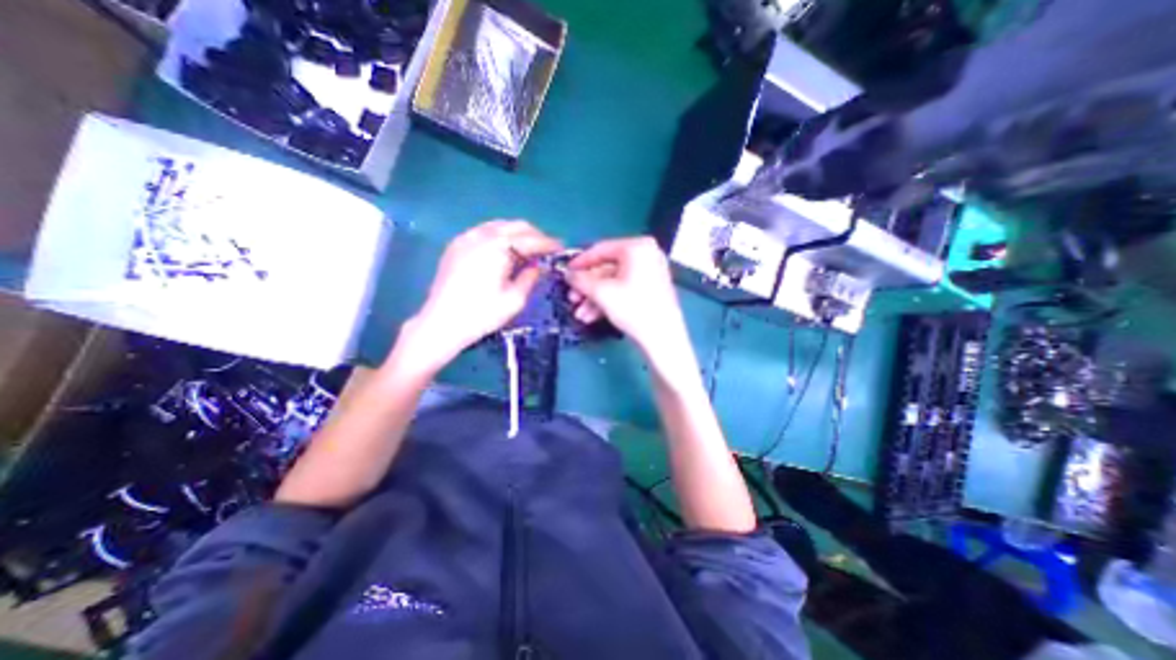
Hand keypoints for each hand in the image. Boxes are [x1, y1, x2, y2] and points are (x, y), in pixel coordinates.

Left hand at [406, 223, 560, 373]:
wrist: (441, 323)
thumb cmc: (481, 314)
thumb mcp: (515, 300)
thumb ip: (530, 277)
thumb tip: (538, 265)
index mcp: (499, 248)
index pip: (531, 239)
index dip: (549, 243)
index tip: (561, 248)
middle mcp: (482, 235)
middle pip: (516, 226)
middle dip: (535, 235)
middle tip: (547, 249)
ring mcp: (466, 237)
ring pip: (500, 225)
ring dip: (518, 234)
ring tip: (529, 249)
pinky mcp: (456, 245)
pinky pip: (484, 231)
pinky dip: (500, 236)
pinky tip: (505, 249)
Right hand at [566, 234, 690, 374]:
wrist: (663, 338)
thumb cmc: (634, 308)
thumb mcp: (602, 293)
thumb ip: (581, 280)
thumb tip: (568, 274)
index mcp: (637, 247)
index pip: (601, 249)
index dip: (580, 262)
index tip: (565, 272)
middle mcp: (646, 255)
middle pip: (607, 268)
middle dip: (587, 287)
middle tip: (572, 299)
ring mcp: (650, 272)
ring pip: (613, 282)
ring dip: (594, 298)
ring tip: (580, 315)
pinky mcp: (651, 289)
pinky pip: (624, 289)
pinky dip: (608, 301)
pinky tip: (592, 317)